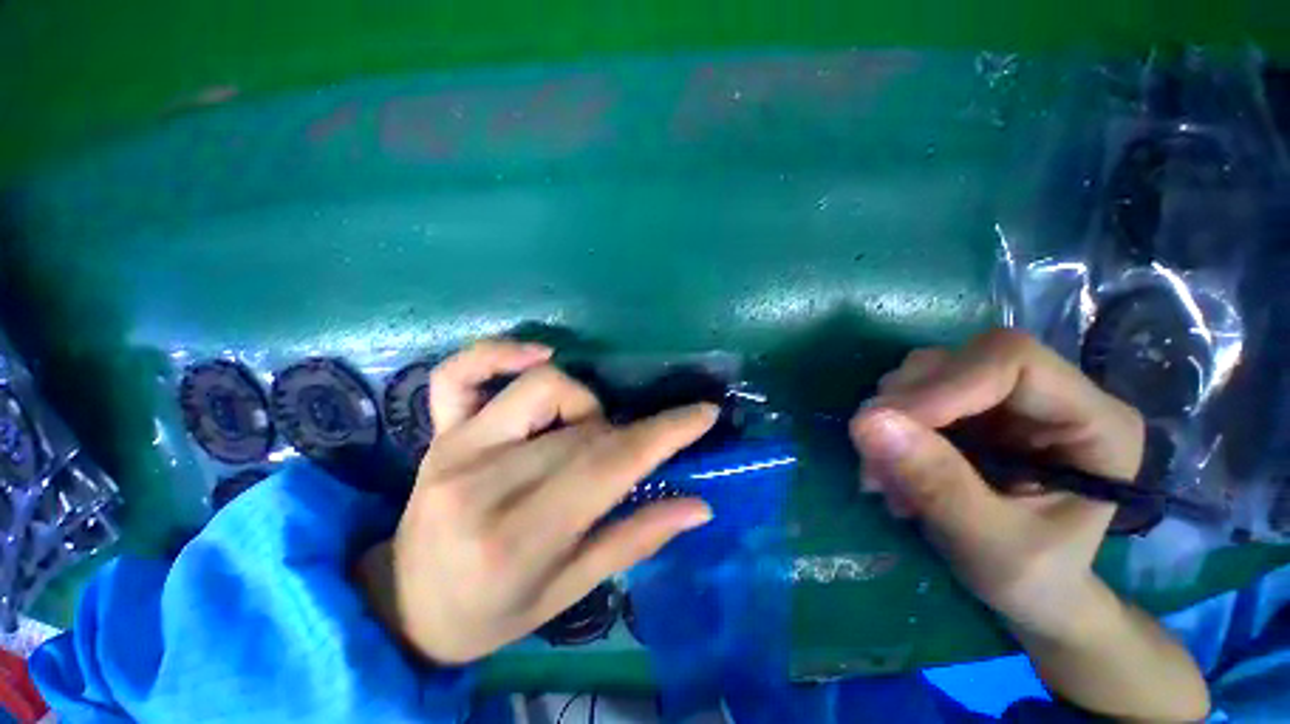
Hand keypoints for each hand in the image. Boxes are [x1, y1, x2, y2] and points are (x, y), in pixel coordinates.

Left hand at [357, 341, 716, 664]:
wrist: (405, 606)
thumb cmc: (491, 612)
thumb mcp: (568, 593)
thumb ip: (635, 540)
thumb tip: (698, 506)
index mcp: (518, 537)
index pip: (609, 465)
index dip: (664, 434)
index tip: (703, 413)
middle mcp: (483, 482)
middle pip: (582, 428)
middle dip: (624, 434)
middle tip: (627, 455)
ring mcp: (454, 448)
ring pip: (541, 386)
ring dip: (581, 402)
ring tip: (582, 430)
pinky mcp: (438, 432)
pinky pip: (462, 372)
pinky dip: (500, 352)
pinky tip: (538, 355)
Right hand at [849, 329, 1144, 637]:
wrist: (1032, 589)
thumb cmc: (1034, 579)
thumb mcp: (990, 547)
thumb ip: (937, 484)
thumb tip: (866, 421)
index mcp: (1093, 421)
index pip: (1012, 361)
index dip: (943, 386)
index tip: (885, 427)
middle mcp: (1050, 394)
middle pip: (960, 361)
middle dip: (905, 407)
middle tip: (875, 463)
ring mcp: (1005, 397)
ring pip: (927, 372)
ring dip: (890, 418)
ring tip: (884, 476)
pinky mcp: (968, 407)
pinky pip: (909, 393)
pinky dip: (887, 426)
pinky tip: (889, 467)